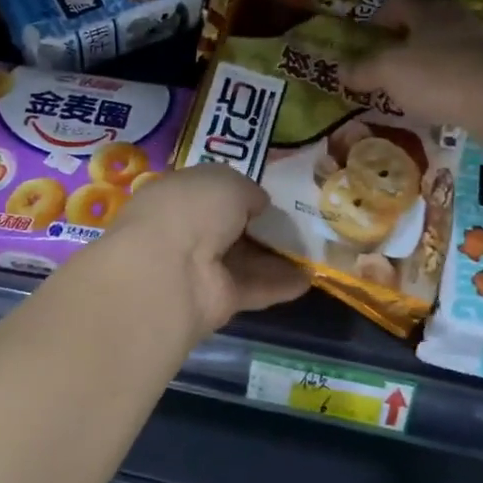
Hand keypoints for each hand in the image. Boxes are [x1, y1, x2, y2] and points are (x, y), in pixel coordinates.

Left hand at [103, 166, 309, 335]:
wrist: (169, 271)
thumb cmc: (191, 209)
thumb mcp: (226, 181)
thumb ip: (246, 190)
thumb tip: (257, 204)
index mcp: (177, 195)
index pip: (209, 192)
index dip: (237, 191)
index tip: (269, 192)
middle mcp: (185, 232)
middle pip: (228, 228)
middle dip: (259, 225)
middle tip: (299, 220)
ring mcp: (200, 269)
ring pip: (243, 260)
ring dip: (276, 256)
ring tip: (314, 249)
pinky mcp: (217, 301)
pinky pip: (254, 288)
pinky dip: (280, 284)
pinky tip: (309, 278)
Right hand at [344, 0, 482, 154]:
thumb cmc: (440, 78)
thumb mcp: (389, 73)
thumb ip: (363, 70)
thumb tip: (340, 69)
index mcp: (428, 11)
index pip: (397, 1)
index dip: (377, 16)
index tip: (365, 37)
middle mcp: (456, 19)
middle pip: (423, 21)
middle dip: (402, 39)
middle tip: (383, 62)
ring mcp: (480, 43)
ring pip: (443, 45)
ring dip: (424, 61)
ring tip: (407, 86)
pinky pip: (460, 69)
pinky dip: (445, 81)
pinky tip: (436, 102)